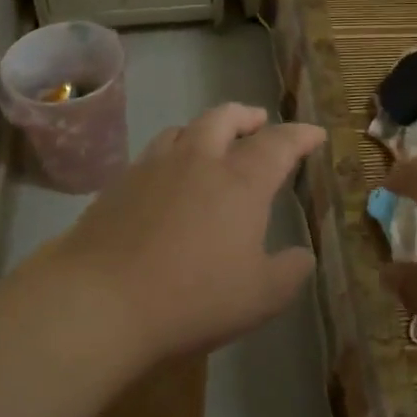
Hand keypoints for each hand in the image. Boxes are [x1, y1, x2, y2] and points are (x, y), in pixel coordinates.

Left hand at [32, 104, 325, 365]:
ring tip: (212, 142)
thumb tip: (302, 255)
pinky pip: (154, 152)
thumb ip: (290, 272)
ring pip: (185, 129)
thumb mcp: (260, 297)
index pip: (278, 144)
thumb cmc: (193, 298)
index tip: (314, 134)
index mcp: (240, 181)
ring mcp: (154, 167)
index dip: (300, 136)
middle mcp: (198, 160)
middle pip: (224, 118)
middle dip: (247, 116)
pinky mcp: (120, 183)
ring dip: (206, 129)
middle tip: (258, 123)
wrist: (102, 299)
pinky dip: (173, 152)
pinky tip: (169, 176)